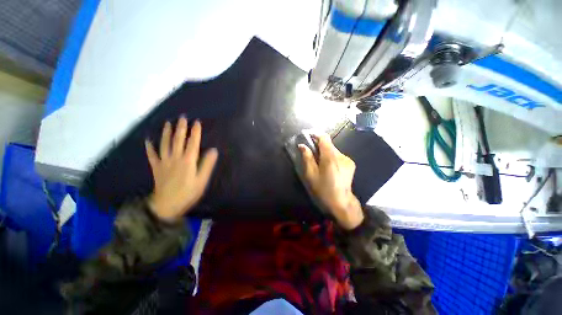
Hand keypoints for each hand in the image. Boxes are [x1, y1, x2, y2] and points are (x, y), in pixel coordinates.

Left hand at [145, 117, 217, 221]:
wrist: (167, 206)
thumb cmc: (188, 193)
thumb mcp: (202, 180)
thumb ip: (207, 165)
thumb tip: (213, 150)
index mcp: (188, 161)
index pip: (193, 143)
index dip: (195, 132)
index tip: (197, 122)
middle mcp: (175, 158)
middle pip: (178, 140)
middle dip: (181, 128)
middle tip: (182, 117)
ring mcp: (164, 162)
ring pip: (165, 144)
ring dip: (166, 133)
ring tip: (167, 123)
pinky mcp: (156, 168)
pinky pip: (152, 155)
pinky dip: (149, 147)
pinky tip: (148, 140)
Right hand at [299, 134, 363, 229]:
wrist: (341, 202)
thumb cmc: (323, 190)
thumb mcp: (311, 175)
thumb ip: (307, 158)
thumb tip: (302, 145)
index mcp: (330, 158)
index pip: (324, 138)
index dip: (316, 135)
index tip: (308, 136)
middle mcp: (341, 156)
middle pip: (329, 144)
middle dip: (319, 145)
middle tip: (311, 152)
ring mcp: (347, 159)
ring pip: (333, 150)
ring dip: (325, 152)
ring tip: (319, 162)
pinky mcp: (351, 163)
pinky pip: (338, 155)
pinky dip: (331, 157)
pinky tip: (329, 167)